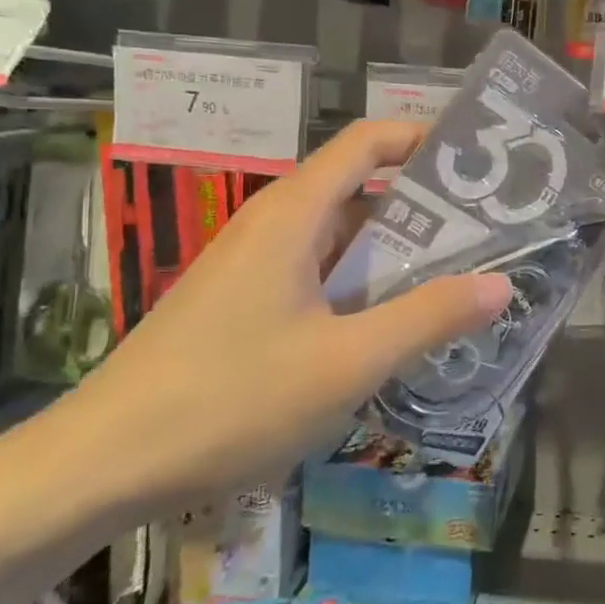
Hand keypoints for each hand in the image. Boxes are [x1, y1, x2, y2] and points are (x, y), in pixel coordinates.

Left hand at [59, 120, 511, 517]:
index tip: (479, 162)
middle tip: (491, 229)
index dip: (424, 139)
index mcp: (294, 213)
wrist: (103, 464)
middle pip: (360, 187)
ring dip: (396, 250)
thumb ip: (427, 317)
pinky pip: (318, 273)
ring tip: (460, 274)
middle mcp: (274, 224)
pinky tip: (393, 323)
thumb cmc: (230, 399)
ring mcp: (254, 264)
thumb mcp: (346, 362)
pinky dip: (362, 283)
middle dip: (426, 204)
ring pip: (340, 236)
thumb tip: (502, 284)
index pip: (368, 142)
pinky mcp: (244, 302)